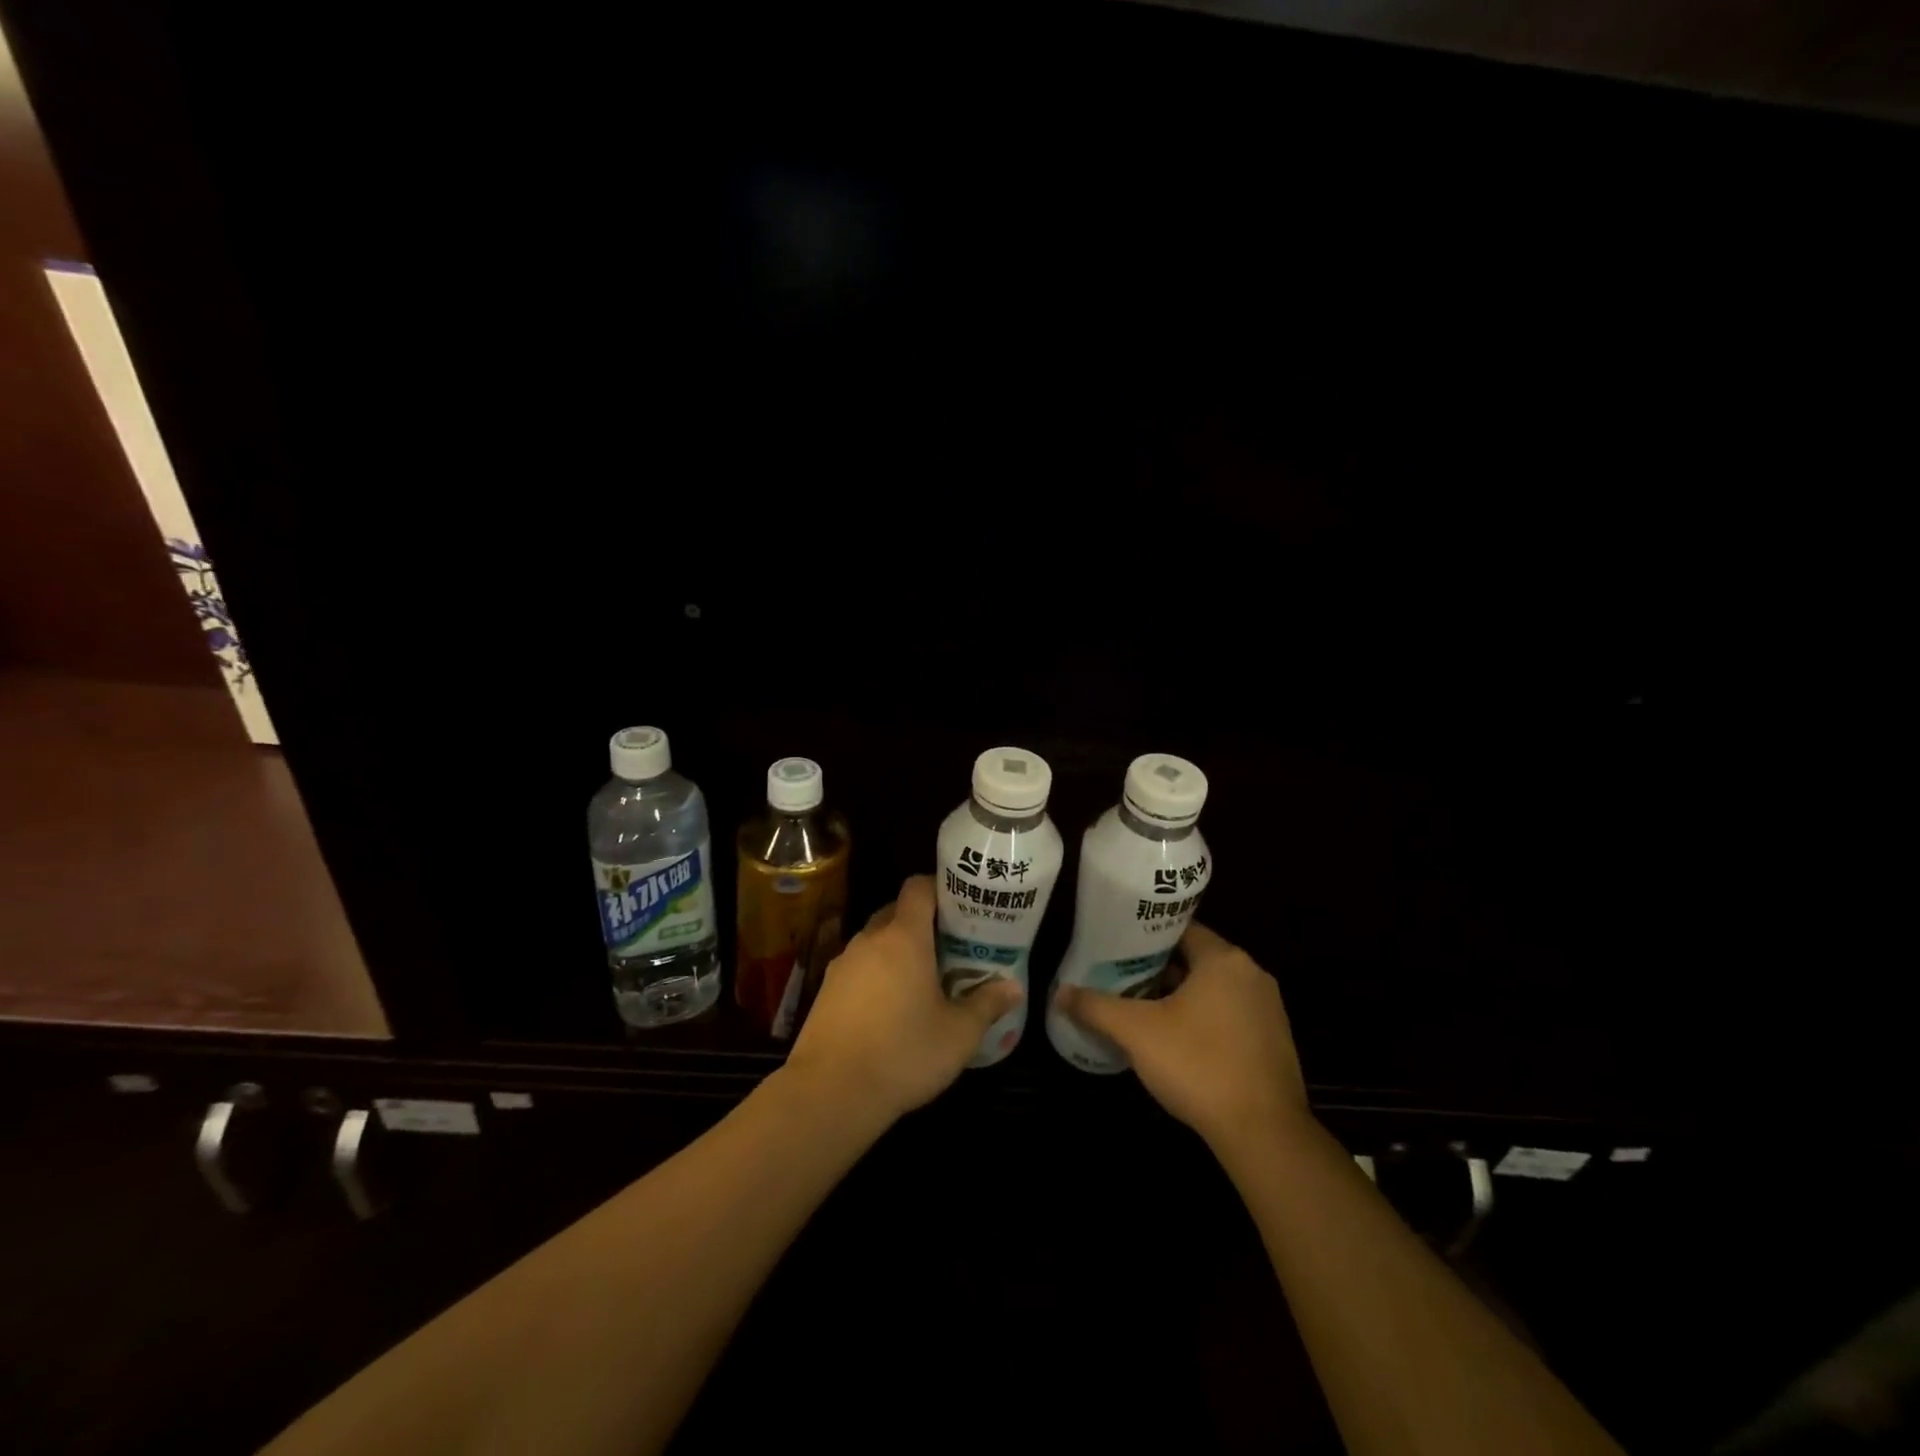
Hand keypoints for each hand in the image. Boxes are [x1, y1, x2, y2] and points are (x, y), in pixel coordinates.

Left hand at [783, 874, 1020, 1126]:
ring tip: (922, 979)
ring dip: (896, 950)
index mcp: (904, 937)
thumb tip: (1013, 988)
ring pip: (874, 941)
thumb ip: (986, 1004)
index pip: (918, 888)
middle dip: (921, 922)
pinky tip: (889, 1007)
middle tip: (949, 946)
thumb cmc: (903, 1053)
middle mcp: (870, 940)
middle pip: (896, 912)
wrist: (830, 1092)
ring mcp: (843, 964)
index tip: (960, 907)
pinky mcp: (826, 990)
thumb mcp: (958, 1035)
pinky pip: (857, 967)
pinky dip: (875, 974)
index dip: (938, 888)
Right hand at [1055, 922, 1308, 1155]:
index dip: (1146, 935)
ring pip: (1213, 989)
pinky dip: (1204, 1019)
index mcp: (1224, 959)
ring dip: (1181, 995)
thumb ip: (1096, 1007)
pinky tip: (1177, 1041)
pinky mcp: (1274, 1042)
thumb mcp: (1136, 1032)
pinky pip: (1230, 1016)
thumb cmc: (1198, 1064)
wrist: (1263, 1133)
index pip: (1181, 929)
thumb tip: (1059, 993)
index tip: (1117, 944)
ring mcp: (1268, 1009)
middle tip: (1120, 976)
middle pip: (1196, 959)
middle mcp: (1251, 975)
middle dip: (1159, 968)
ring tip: (1141, 1006)